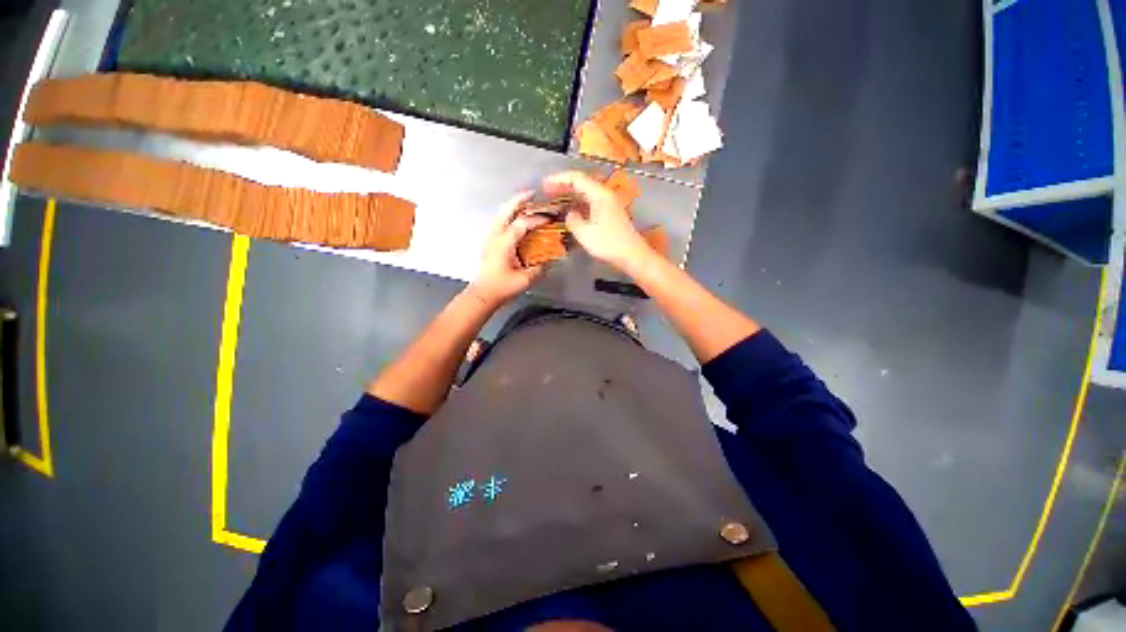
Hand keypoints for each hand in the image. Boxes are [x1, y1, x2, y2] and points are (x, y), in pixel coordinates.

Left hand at [469, 192, 548, 306]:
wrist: (482, 294)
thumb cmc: (502, 287)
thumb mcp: (525, 280)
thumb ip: (539, 269)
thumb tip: (551, 261)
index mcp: (504, 242)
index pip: (522, 223)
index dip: (537, 218)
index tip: (550, 217)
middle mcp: (495, 236)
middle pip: (506, 211)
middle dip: (519, 200)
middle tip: (532, 194)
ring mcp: (490, 238)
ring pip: (500, 215)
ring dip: (512, 207)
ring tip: (525, 203)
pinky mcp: (489, 243)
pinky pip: (499, 223)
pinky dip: (508, 216)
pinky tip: (515, 220)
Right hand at [543, 171, 649, 269]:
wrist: (632, 255)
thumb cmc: (609, 244)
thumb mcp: (585, 234)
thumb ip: (573, 221)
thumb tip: (570, 214)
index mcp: (599, 195)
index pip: (576, 179)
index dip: (559, 179)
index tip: (544, 185)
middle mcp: (605, 195)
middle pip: (582, 183)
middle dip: (563, 185)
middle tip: (547, 191)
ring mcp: (609, 204)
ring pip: (586, 193)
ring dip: (570, 194)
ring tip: (555, 199)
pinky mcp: (610, 214)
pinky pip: (590, 203)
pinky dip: (578, 204)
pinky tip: (571, 211)